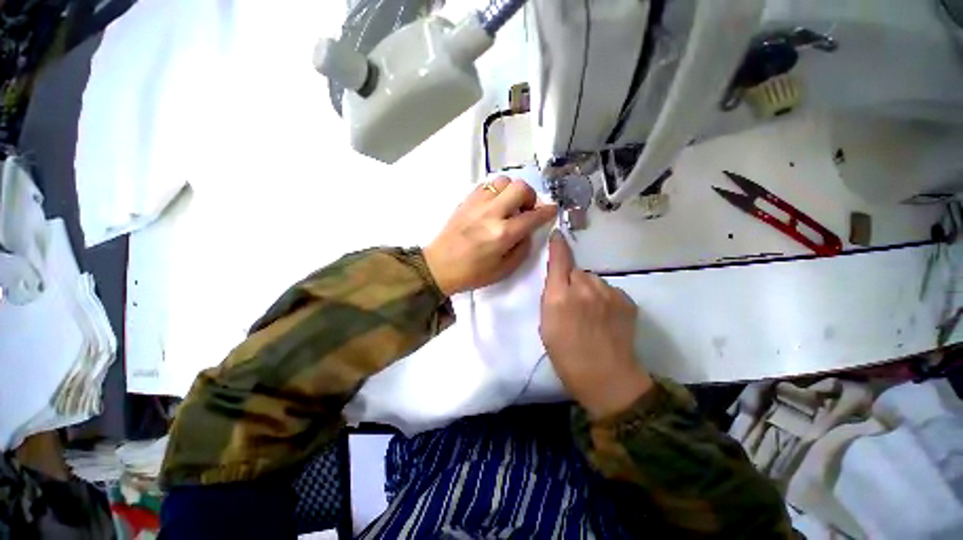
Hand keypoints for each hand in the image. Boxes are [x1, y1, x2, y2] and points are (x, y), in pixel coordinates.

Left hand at [424, 177, 556, 295]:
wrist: (439, 266)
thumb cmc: (473, 273)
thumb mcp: (504, 270)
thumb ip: (522, 249)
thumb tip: (528, 231)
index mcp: (503, 234)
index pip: (533, 216)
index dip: (547, 211)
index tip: (552, 209)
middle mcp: (492, 213)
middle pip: (520, 188)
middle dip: (530, 197)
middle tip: (526, 210)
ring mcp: (477, 204)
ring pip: (503, 181)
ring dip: (512, 191)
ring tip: (509, 206)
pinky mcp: (466, 200)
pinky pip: (487, 185)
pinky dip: (496, 191)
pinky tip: (494, 205)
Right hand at [539, 231, 652, 418]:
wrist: (607, 378)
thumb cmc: (566, 355)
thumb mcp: (546, 325)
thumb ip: (551, 297)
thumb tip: (559, 282)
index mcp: (560, 296)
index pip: (559, 260)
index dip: (558, 245)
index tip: (558, 235)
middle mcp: (584, 288)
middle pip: (577, 272)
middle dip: (572, 281)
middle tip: (572, 303)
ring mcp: (608, 293)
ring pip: (593, 281)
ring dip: (589, 290)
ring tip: (591, 313)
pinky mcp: (626, 300)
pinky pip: (609, 290)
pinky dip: (604, 298)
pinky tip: (606, 317)